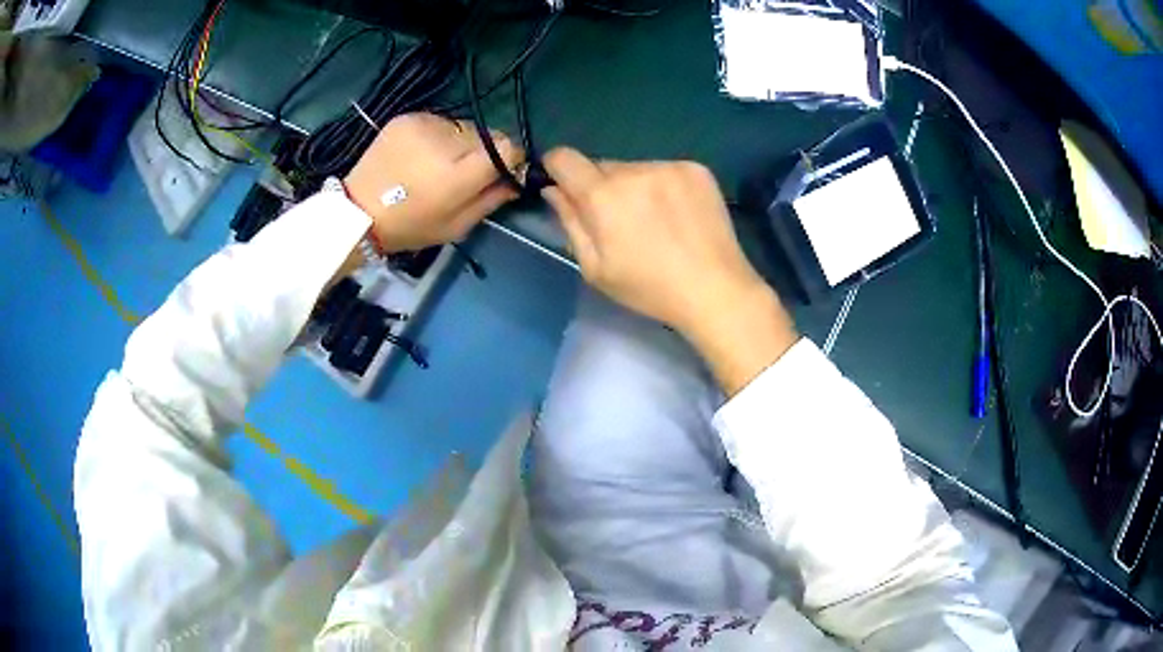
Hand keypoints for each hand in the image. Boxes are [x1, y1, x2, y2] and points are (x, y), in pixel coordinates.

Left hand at [344, 113, 524, 252]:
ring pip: (463, 128)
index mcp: (459, 173)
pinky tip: (420, 155)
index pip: (507, 147)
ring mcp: (426, 124)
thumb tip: (517, 179)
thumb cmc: (411, 226)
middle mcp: (447, 140)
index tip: (500, 172)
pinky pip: (440, 123)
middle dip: (482, 153)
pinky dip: (438, 137)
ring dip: (459, 144)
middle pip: (487, 136)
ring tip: (435, 165)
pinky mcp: (409, 117)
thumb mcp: (457, 226)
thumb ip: (492, 199)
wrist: (359, 211)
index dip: (509, 159)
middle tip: (461, 174)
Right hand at [543, 147, 798, 394]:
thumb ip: (570, 223)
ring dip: (634, 186)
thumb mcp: (595, 268)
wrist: (715, 289)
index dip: (557, 168)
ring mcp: (668, 166)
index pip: (564, 157)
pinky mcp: (695, 169)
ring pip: (634, 168)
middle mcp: (634, 170)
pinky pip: (664, 169)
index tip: (565, 185)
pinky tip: (677, 214)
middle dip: (601, 187)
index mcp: (603, 196)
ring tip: (655, 221)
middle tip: (620, 221)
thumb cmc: (649, 288)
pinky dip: (662, 186)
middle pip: (601, 165)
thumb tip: (553, 190)